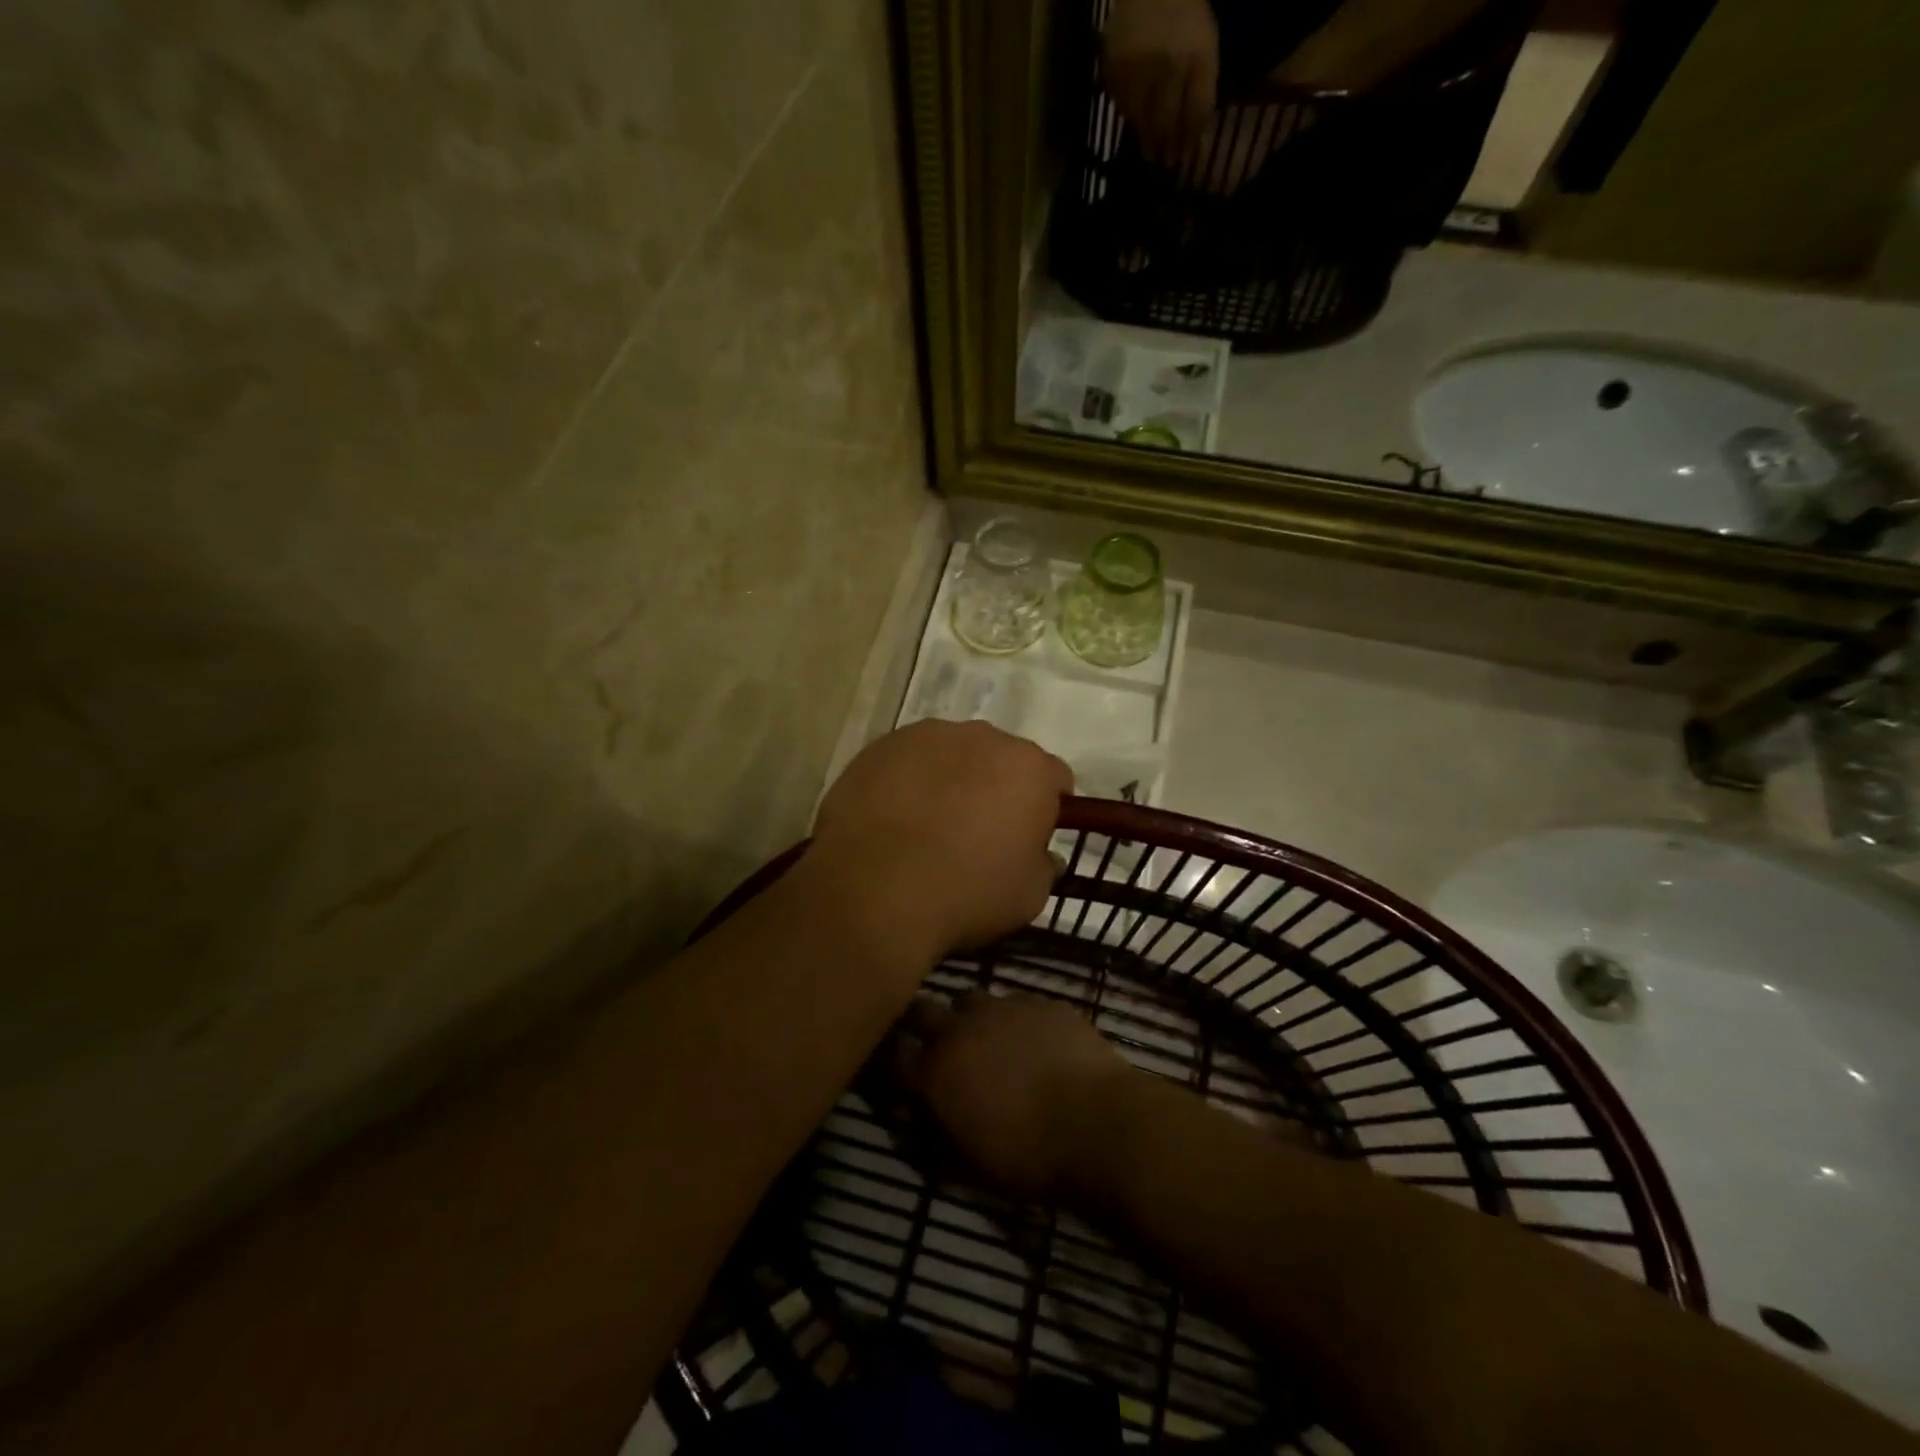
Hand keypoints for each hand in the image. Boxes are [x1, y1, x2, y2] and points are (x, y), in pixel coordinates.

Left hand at [809, 721, 1071, 965]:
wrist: (874, 889)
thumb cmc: (966, 892)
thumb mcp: (1029, 895)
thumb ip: (1043, 865)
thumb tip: (1040, 854)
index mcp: (1029, 767)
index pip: (1054, 779)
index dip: (1046, 808)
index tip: (1029, 838)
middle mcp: (982, 736)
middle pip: (1000, 758)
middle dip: (996, 787)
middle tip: (977, 832)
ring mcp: (926, 736)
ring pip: (951, 754)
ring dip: (951, 779)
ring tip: (928, 825)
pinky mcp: (881, 746)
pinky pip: (907, 761)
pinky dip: (908, 782)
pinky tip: (893, 819)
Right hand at [899, 993, 1135, 1203]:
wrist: (1099, 1123)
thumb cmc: (1028, 1157)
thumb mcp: (969, 1167)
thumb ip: (935, 1140)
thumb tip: (916, 1128)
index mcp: (936, 1070)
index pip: (896, 1056)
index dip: (896, 1064)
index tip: (904, 1074)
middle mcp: (961, 1028)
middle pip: (923, 1010)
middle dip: (923, 1025)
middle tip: (938, 1046)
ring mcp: (1003, 1007)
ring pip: (971, 999)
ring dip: (970, 1017)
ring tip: (988, 1040)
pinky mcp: (1042, 1001)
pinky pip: (1017, 1002)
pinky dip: (1015, 1018)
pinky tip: (1034, 1040)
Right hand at [1102, 0, 1218, 161]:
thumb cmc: (1184, 16)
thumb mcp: (1205, 46)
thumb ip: (1202, 88)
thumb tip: (1195, 137)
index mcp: (1197, 56)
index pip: (1196, 111)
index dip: (1190, 139)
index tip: (1184, 157)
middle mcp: (1168, 65)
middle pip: (1166, 122)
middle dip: (1167, 147)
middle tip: (1164, 163)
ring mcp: (1139, 69)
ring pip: (1142, 121)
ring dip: (1147, 139)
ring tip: (1150, 151)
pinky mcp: (1115, 71)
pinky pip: (1122, 107)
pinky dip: (1130, 118)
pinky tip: (1135, 120)